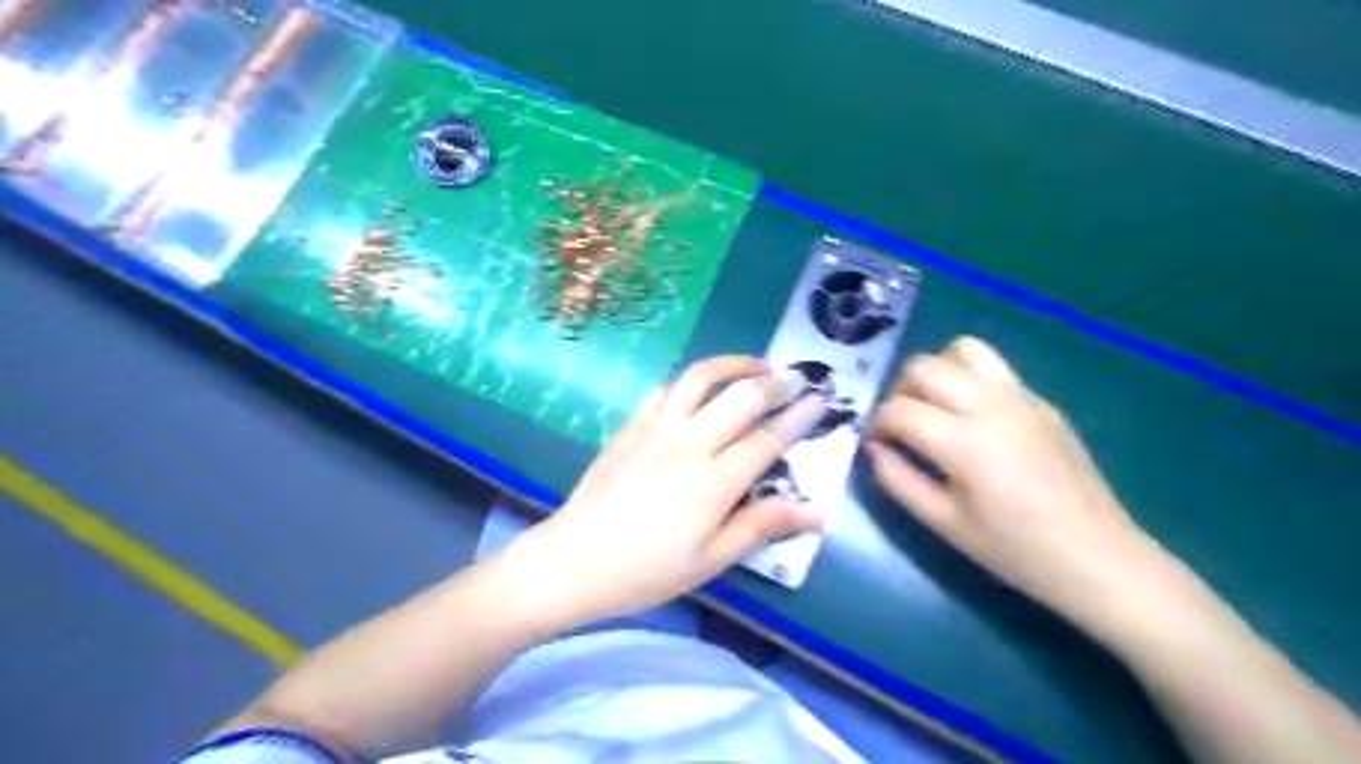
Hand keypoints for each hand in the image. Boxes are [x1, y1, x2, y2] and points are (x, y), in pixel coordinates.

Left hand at [514, 355, 823, 628]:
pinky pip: (665, 388)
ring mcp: (656, 428)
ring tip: (757, 365)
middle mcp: (688, 444)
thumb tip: (817, 514)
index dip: (799, 417)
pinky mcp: (631, 424)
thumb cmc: (647, 570)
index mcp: (713, 483)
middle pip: (741, 398)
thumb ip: (762, 527)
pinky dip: (690, 380)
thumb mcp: (711, 560)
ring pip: (700, 378)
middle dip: (777, 382)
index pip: (767, 439)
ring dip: (733, 365)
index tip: (821, 400)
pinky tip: (701, 387)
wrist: (574, 560)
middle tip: (799, 376)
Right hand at [865, 338, 1164, 628]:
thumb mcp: (945, 524)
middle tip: (901, 425)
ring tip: (934, 407)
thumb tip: (875, 449)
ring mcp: (1021, 398)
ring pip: (962, 350)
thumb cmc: (1016, 551)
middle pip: (924, 367)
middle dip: (899, 390)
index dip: (877, 424)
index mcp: (965, 442)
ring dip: (936, 372)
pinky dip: (967, 378)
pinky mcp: (1042, 402)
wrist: (1099, 558)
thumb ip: (899, 481)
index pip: (899, 410)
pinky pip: (993, 369)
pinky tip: (971, 418)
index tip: (876, 444)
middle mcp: (991, 406)